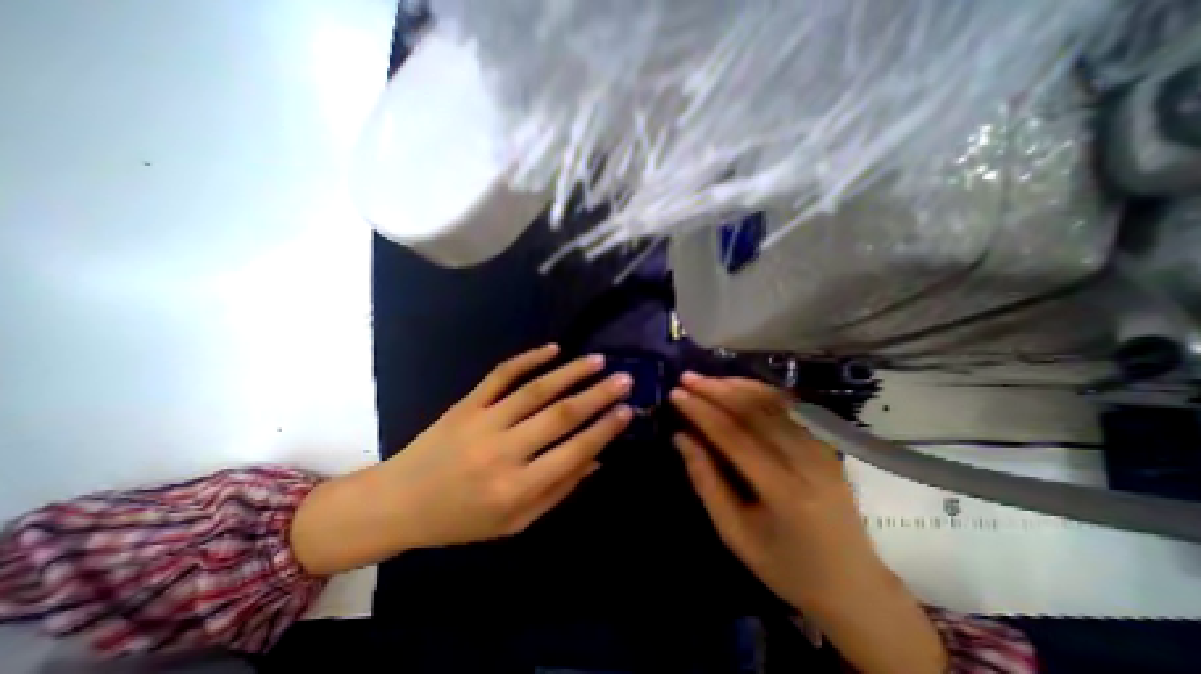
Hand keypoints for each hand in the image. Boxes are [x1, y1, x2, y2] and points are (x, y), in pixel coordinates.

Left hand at [292, 347, 631, 574]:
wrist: (398, 502)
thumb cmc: (461, 520)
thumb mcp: (515, 522)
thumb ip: (559, 490)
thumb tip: (597, 459)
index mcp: (516, 488)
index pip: (573, 452)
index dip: (604, 430)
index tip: (628, 411)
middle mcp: (502, 451)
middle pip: (560, 415)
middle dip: (598, 395)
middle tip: (625, 379)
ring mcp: (482, 420)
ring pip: (535, 389)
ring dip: (571, 372)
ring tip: (599, 360)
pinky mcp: (467, 402)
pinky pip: (501, 374)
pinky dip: (529, 358)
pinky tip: (553, 348)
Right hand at [671, 373, 879, 611]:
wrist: (854, 585)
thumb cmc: (785, 566)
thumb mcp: (734, 533)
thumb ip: (705, 481)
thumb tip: (680, 437)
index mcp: (784, 491)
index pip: (734, 436)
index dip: (701, 411)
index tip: (676, 394)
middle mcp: (808, 461)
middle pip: (755, 411)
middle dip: (716, 390)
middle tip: (687, 378)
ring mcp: (823, 449)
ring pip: (773, 402)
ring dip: (736, 386)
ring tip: (707, 380)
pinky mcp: (828, 443)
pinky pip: (789, 407)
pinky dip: (759, 392)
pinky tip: (737, 388)